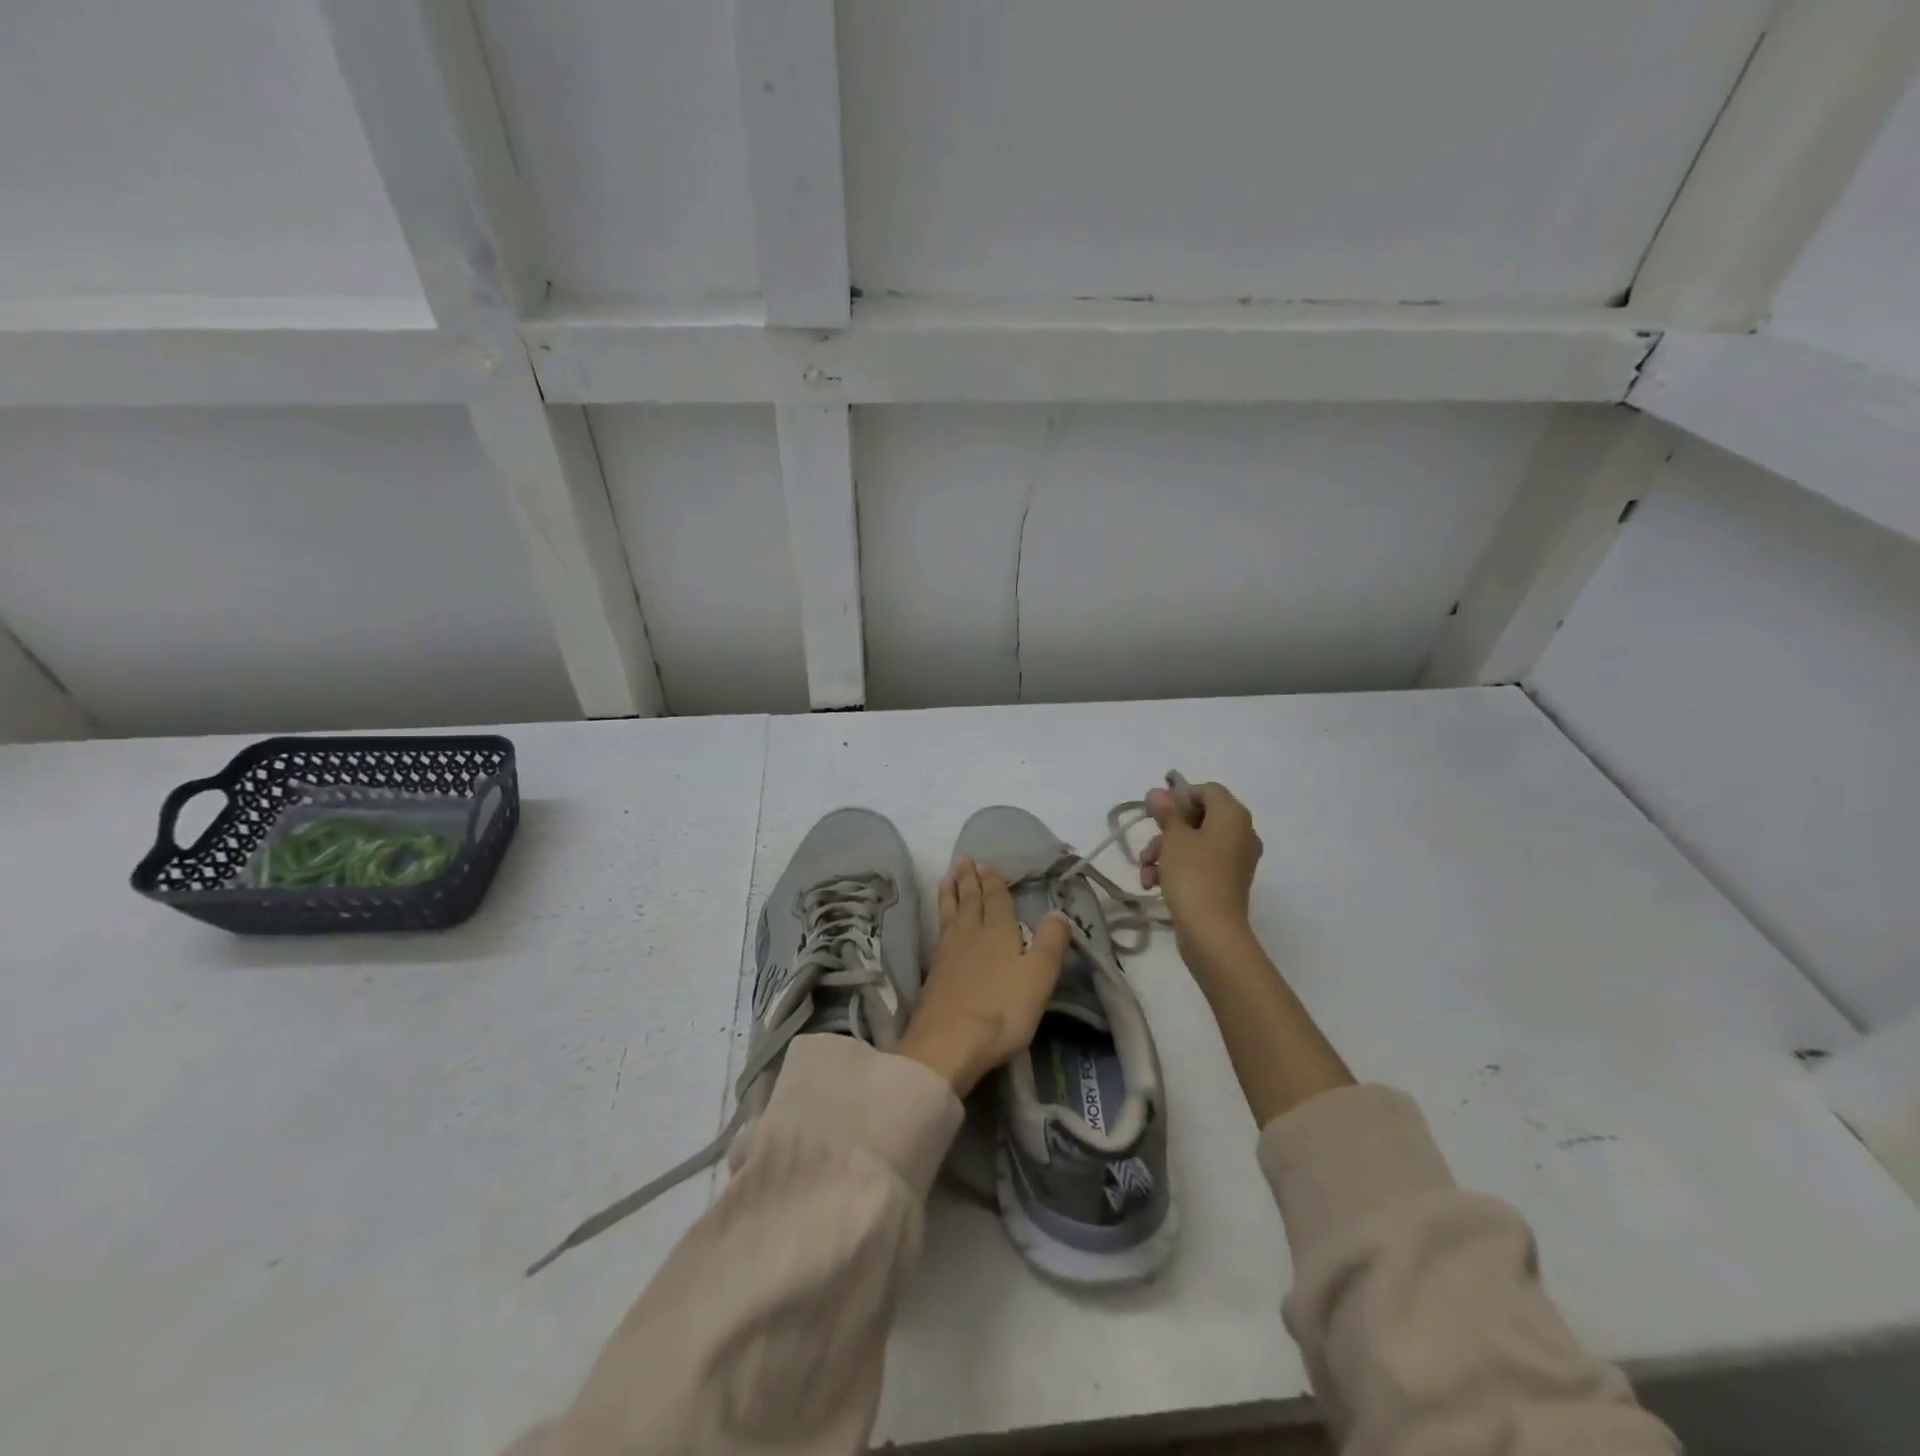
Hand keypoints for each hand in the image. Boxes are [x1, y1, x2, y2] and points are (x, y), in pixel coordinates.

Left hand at [897, 856, 1071, 1096]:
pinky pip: (939, 931)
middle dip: (970, 880)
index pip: (997, 900)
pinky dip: (941, 917)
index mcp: (999, 933)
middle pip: (970, 901)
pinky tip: (942, 923)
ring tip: (948, 878)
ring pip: (951, 913)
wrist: (948, 1043)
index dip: (993, 882)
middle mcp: (971, 935)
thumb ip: (1050, 943)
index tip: (986, 864)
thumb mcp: (1039, 977)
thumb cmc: (1002, 1010)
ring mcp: (948, 953)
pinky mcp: (934, 973)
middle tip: (964, 860)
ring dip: (951, 893)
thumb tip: (1058, 912)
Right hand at [1140, 780, 1262, 948]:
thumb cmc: (1193, 875)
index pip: (1207, 790)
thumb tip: (1158, 791)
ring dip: (1164, 852)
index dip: (1179, 796)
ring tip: (1145, 871)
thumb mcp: (1174, 838)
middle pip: (1198, 817)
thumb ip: (1166, 811)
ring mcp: (1234, 860)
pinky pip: (1199, 863)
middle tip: (1147, 842)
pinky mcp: (1226, 882)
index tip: (1156, 813)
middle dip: (1166, 831)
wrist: (1212, 932)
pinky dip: (1176, 869)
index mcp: (1233, 816)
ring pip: (1194, 843)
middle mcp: (1240, 833)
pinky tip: (1154, 884)